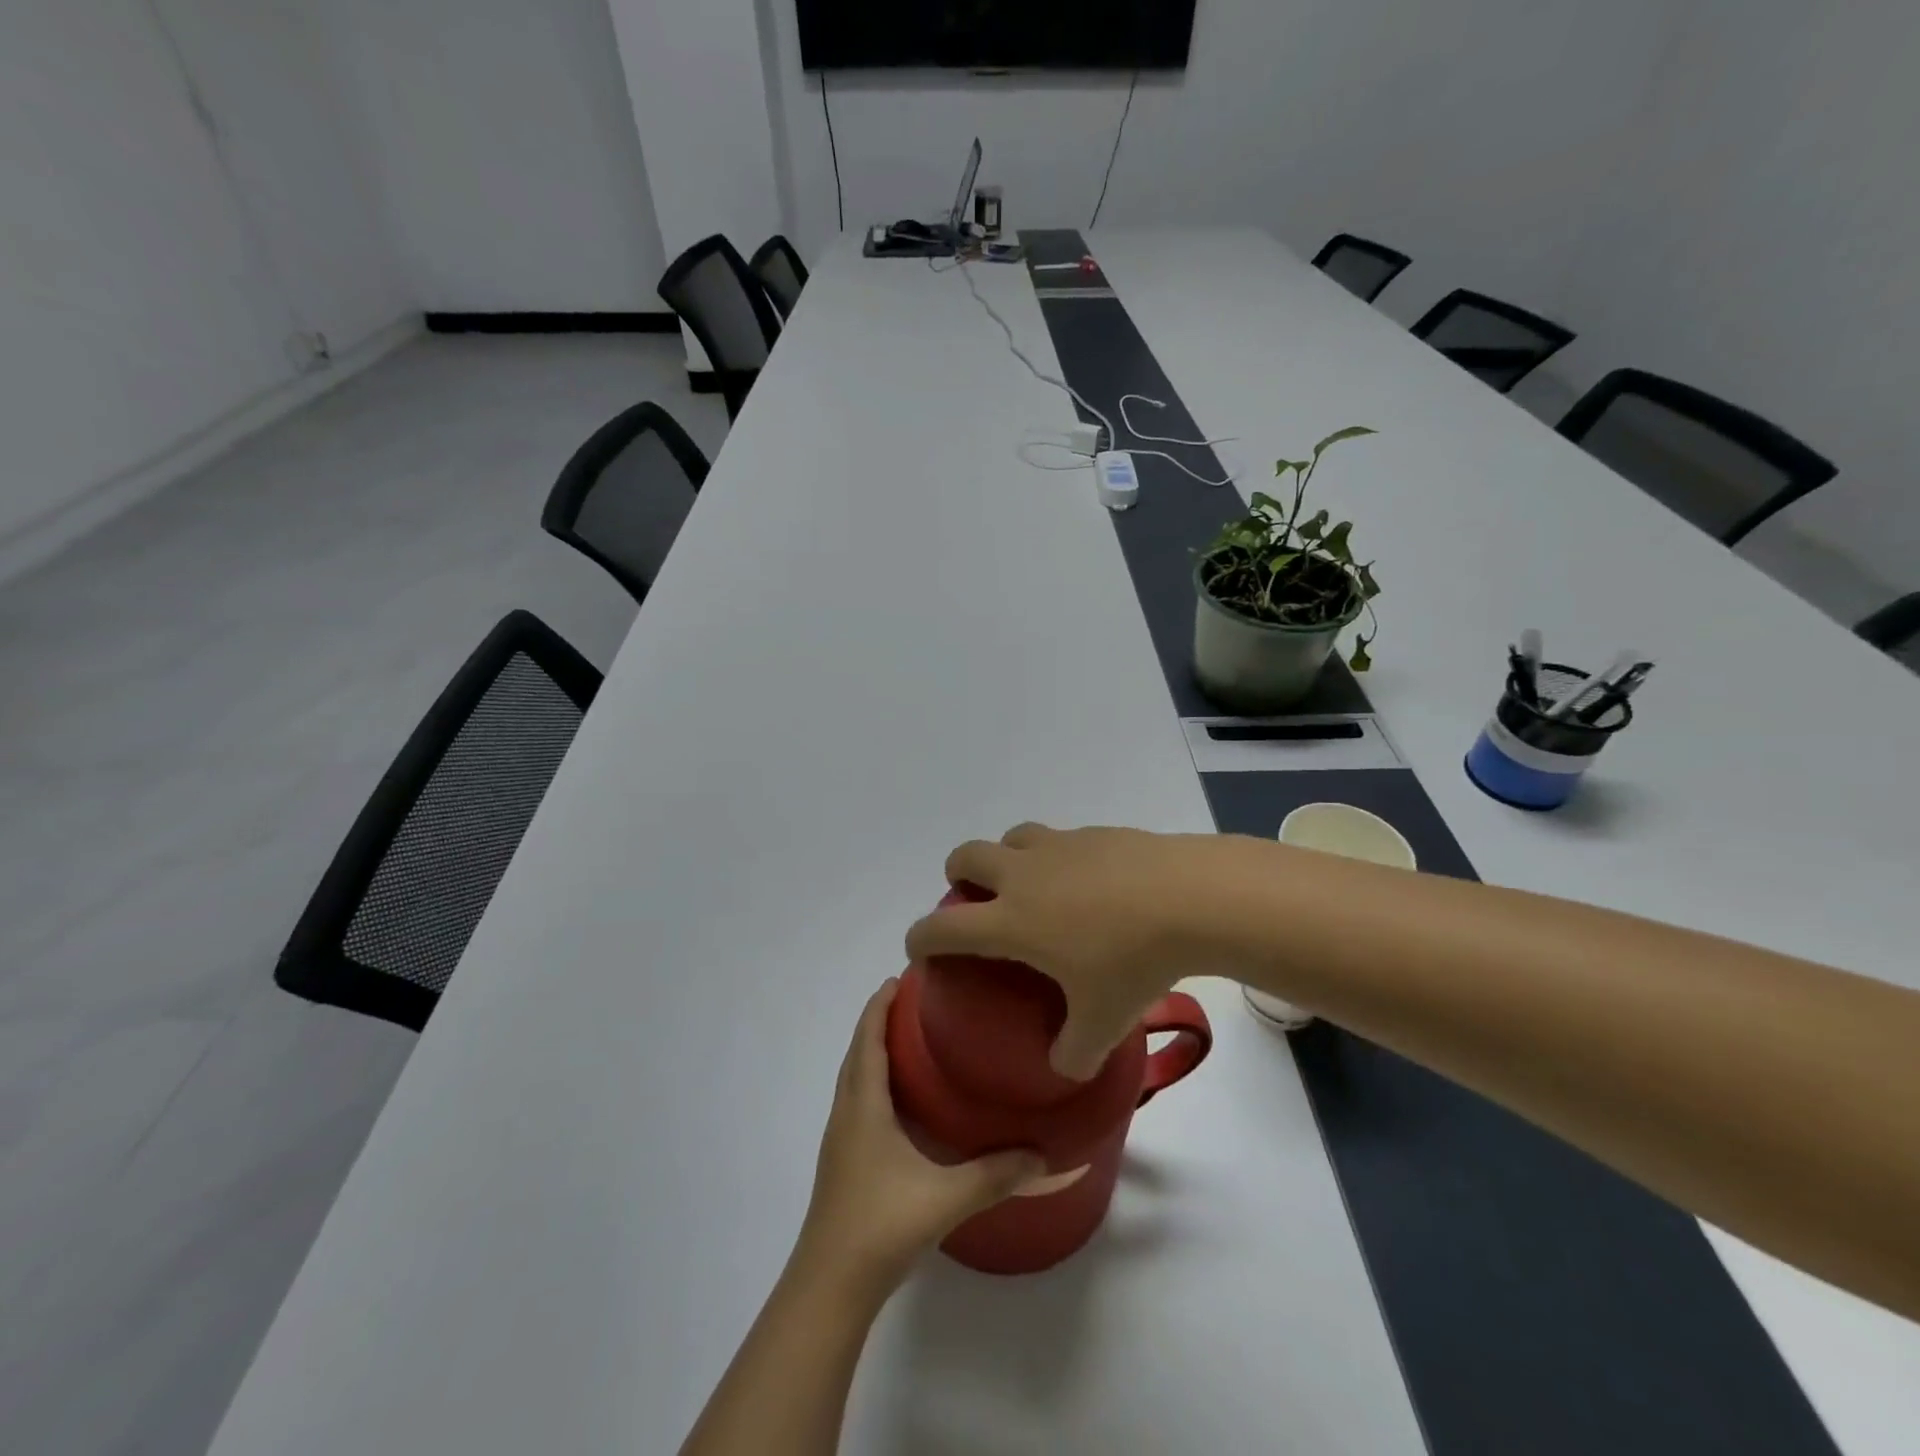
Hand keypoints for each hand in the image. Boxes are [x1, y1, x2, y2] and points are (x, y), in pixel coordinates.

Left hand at [796, 980, 1045, 1290]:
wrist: (830, 1286)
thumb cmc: (881, 1226)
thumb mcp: (946, 1197)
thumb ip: (995, 1174)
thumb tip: (1043, 1153)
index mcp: (864, 1105)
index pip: (868, 1039)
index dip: (879, 1006)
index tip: (900, 977)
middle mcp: (847, 1113)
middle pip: (857, 1052)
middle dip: (878, 1021)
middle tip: (914, 1001)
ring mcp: (841, 1139)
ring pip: (854, 1078)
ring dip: (873, 1050)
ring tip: (909, 1039)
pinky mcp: (843, 1161)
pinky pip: (857, 1101)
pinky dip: (873, 1080)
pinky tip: (900, 1100)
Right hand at [904, 823, 1235, 1078]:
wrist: (1188, 897)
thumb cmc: (1134, 961)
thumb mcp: (1103, 1022)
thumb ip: (1074, 1053)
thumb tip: (1065, 1067)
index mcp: (1012, 920)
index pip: (944, 927)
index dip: (921, 938)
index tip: (919, 949)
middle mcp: (1024, 875)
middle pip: (966, 856)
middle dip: (958, 876)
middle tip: (975, 901)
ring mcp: (1059, 847)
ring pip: (1011, 837)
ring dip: (1005, 856)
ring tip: (1029, 884)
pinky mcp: (1093, 833)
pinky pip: (1058, 838)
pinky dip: (1055, 856)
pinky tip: (1087, 882)